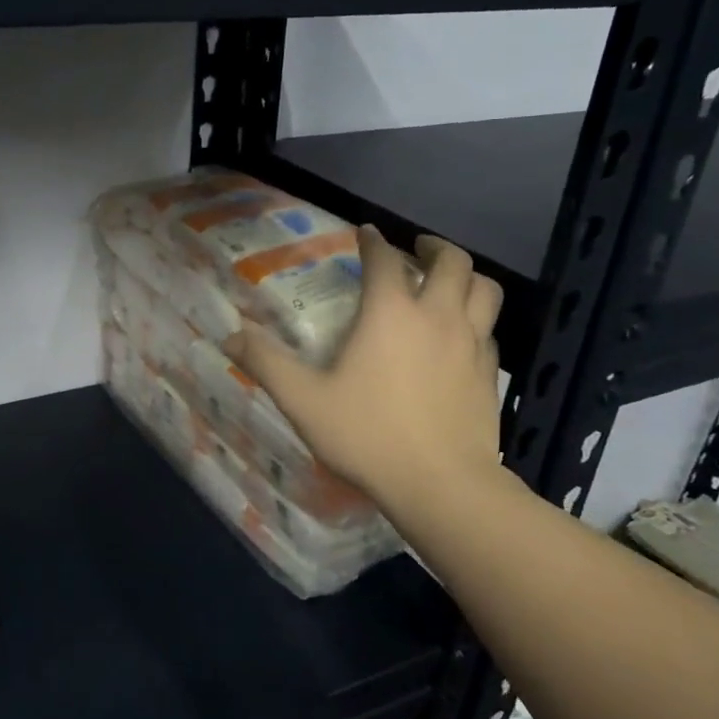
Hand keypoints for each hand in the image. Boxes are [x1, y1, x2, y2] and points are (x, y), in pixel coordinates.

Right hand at [223, 227, 505, 518]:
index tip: (365, 233)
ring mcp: (471, 343)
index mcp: (390, 313)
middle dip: (432, 247)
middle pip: (452, 262)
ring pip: (484, 289)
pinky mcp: (489, 372)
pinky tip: (461, 333)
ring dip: (466, 275)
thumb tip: (228, 336)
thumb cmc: (368, 435)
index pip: (384, 259)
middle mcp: (437, 316)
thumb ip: (266, 364)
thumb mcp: (303, 400)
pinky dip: (476, 317)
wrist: (441, 484)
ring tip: (448, 280)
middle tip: (416, 249)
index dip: (373, 241)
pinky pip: (489, 328)